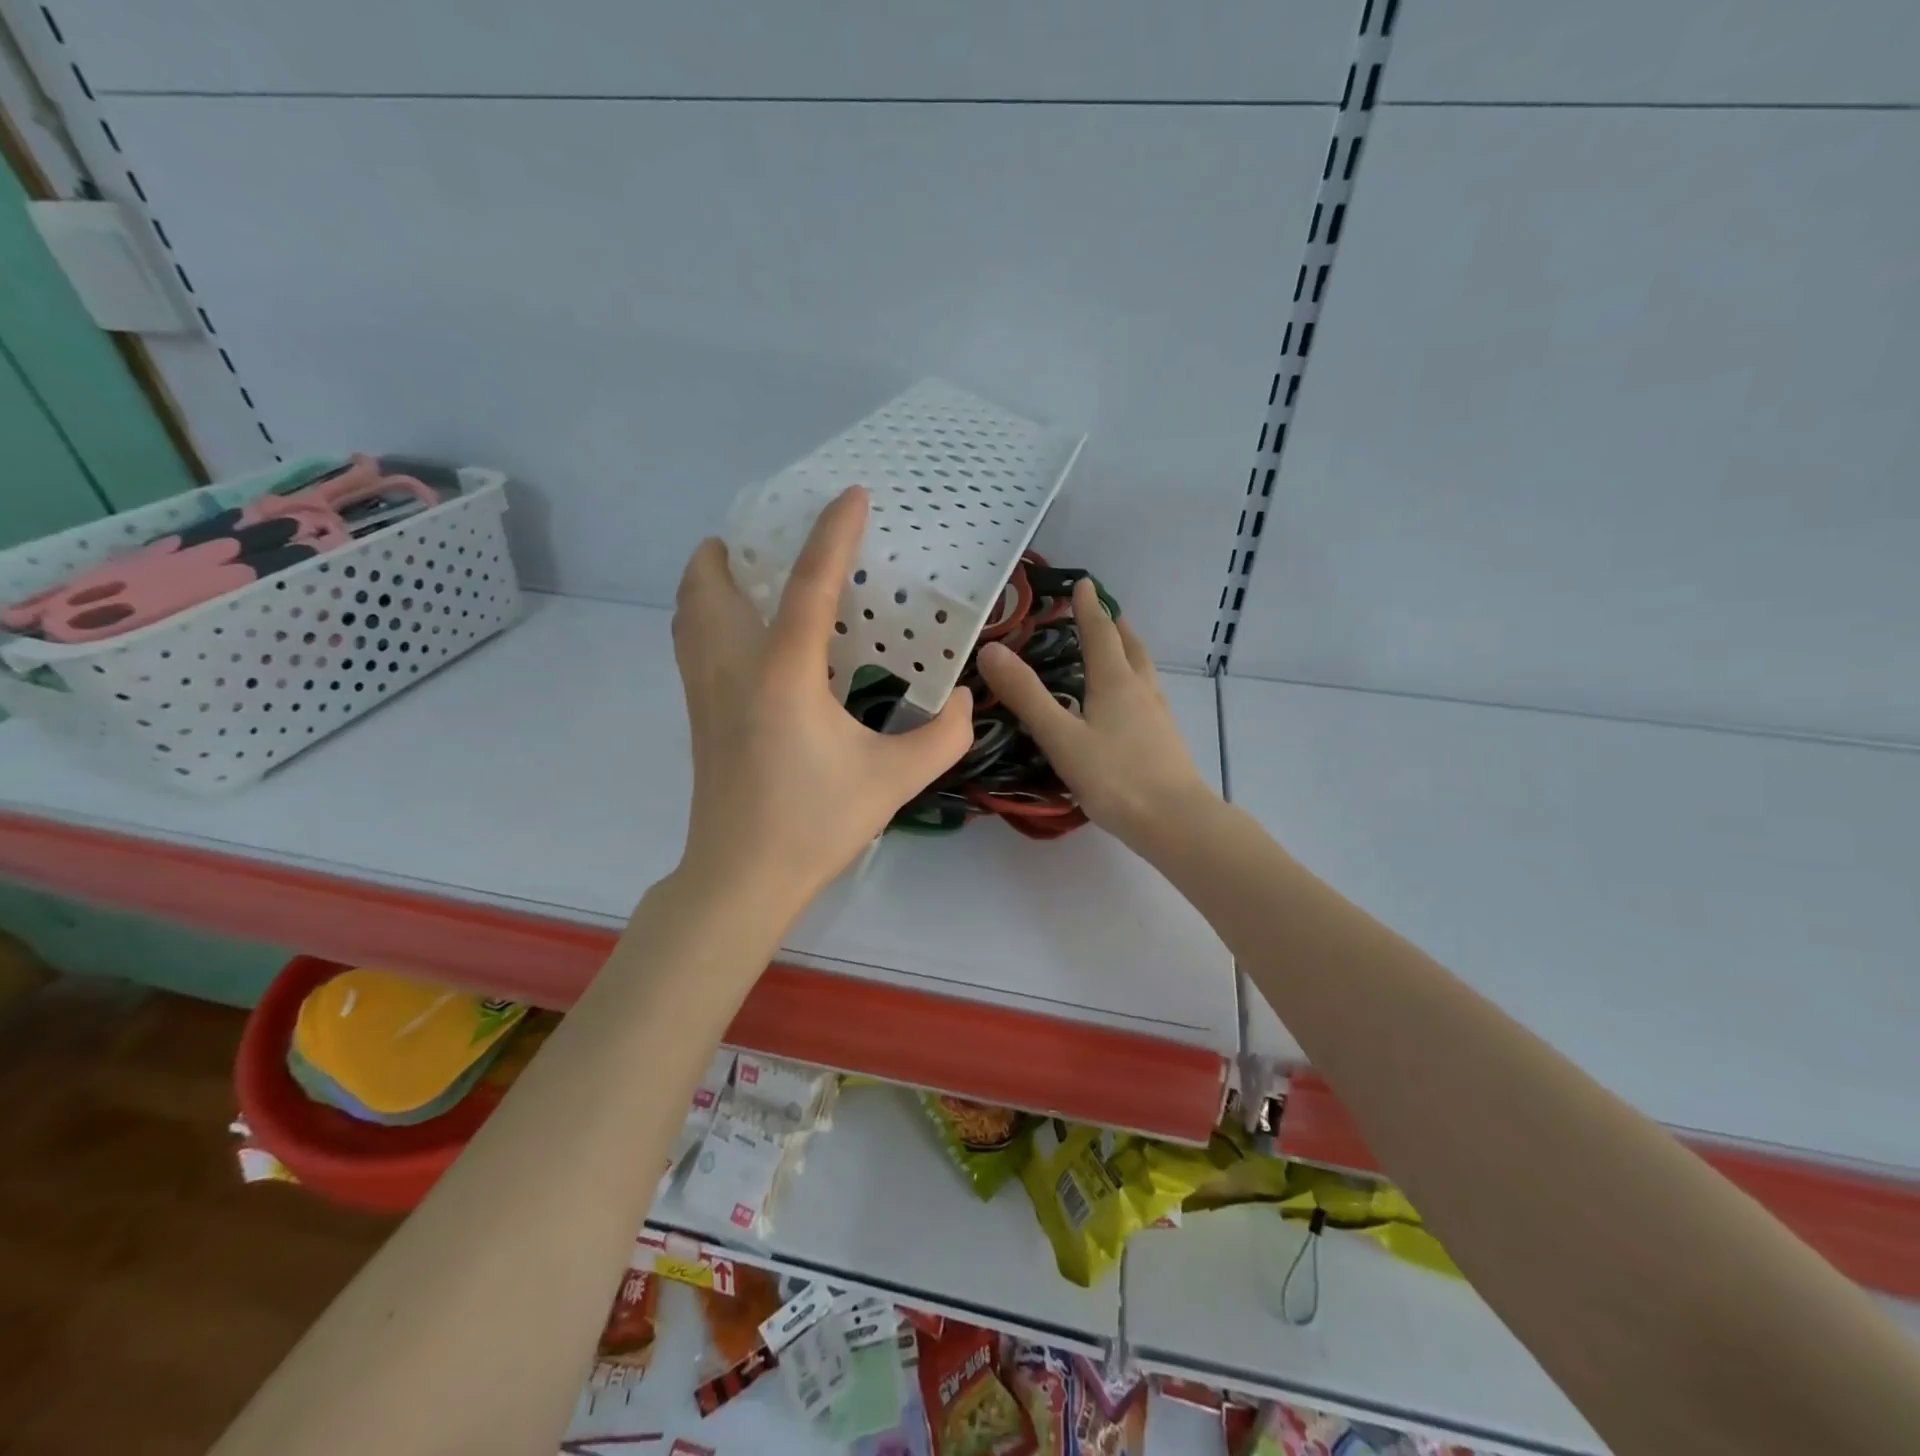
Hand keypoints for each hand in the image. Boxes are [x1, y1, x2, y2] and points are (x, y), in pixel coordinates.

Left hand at [671, 487, 973, 918]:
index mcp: (783, 672)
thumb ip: (944, 735)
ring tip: (751, 572)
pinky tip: (742, 633)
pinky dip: (705, 613)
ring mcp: (703, 690)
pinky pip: (689, 640)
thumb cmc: (816, 824)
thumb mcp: (896, 780)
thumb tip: (966, 697)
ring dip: (712, 578)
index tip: (852, 495)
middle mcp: (733, 667)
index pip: (809, 583)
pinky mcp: (697, 714)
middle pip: (712, 582)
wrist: (741, 877)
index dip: (834, 532)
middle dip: (738, 547)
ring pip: (689, 610)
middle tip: (777, 538)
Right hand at [975, 579, 1216, 853]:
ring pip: (1143, 672)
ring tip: (1116, 650)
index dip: (1088, 608)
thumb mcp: (1060, 737)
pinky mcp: (1165, 740)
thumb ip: (1026, 695)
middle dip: (1114, 626)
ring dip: (1128, 652)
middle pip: (1130, 647)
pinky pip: (1148, 696)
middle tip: (1102, 612)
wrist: (1175, 822)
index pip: (1100, 633)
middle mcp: (1141, 690)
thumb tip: (991, 650)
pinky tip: (1127, 705)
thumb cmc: (1115, 778)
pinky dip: (1134, 683)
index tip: (1083, 583)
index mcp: (1116, 682)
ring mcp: (1158, 716)